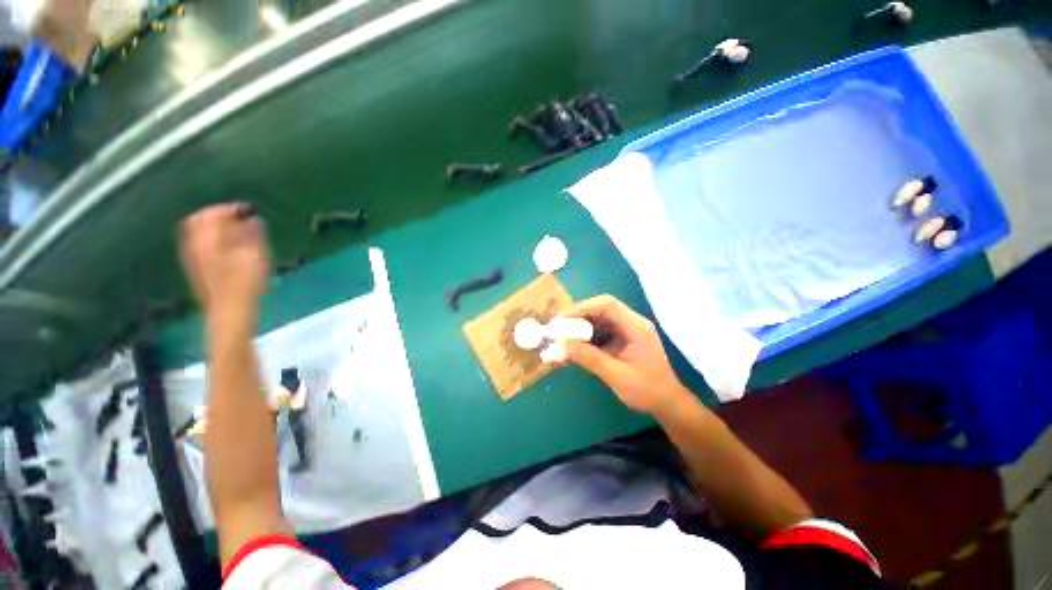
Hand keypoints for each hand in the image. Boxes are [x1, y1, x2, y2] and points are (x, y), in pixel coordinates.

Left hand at [179, 204, 269, 328]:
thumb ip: (252, 234)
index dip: (230, 208)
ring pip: (199, 234)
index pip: (211, 214)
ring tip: (238, 232)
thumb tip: (252, 219)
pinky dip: (214, 240)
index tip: (250, 210)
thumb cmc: (245, 284)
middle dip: (218, 216)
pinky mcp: (198, 270)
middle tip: (240, 217)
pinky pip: (201, 246)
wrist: (229, 313)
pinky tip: (230, 248)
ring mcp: (193, 259)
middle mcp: (194, 246)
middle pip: (199, 222)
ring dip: (216, 228)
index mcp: (206, 240)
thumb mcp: (254, 256)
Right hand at [562, 295, 688, 415]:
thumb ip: (589, 357)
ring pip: (598, 322)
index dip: (582, 308)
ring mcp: (626, 331)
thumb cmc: (646, 390)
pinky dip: (586, 341)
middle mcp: (631, 323)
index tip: (563, 321)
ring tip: (563, 343)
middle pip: (600, 310)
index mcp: (635, 326)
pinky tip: (574, 352)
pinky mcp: (621, 340)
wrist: (667, 404)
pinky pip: (600, 334)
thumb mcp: (615, 375)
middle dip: (578, 319)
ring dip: (580, 331)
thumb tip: (562, 344)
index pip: (606, 305)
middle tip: (559, 331)